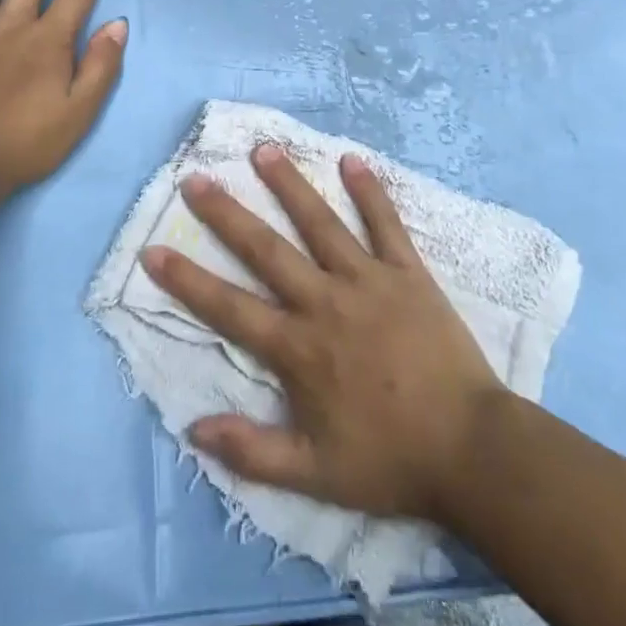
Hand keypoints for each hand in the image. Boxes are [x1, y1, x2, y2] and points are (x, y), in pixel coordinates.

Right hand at [142, 146, 504, 523]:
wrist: (471, 449)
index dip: (188, 280)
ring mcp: (368, 280)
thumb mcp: (314, 475)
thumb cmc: (390, 460)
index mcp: (299, 348)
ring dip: (290, 185)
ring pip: (321, 223)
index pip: (229, 307)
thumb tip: (193, 429)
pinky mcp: (407, 272)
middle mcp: (325, 302)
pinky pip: (386, 224)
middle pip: (267, 250)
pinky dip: (369, 191)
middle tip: (197, 178)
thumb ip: (252, 452)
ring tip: (264, 150)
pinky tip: (352, 160)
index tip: (154, 250)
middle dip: (227, 214)